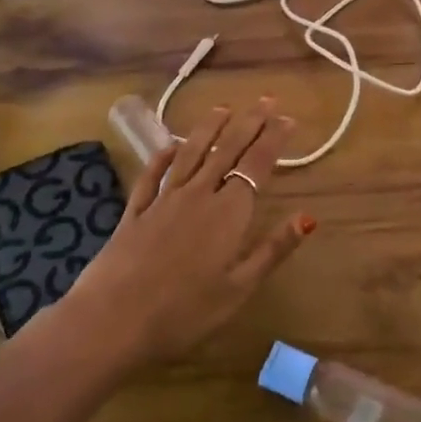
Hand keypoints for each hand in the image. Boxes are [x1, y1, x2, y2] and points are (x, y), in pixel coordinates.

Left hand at [66, 99, 315, 364]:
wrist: (111, 321)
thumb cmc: (184, 313)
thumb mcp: (238, 289)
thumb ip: (273, 249)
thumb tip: (308, 216)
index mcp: (228, 213)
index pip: (256, 165)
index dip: (273, 139)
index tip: (288, 119)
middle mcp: (198, 195)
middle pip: (227, 150)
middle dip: (249, 122)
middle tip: (265, 100)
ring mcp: (163, 201)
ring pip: (190, 154)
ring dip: (209, 128)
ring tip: (223, 108)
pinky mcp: (135, 212)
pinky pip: (152, 175)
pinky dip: (163, 156)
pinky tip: (170, 146)